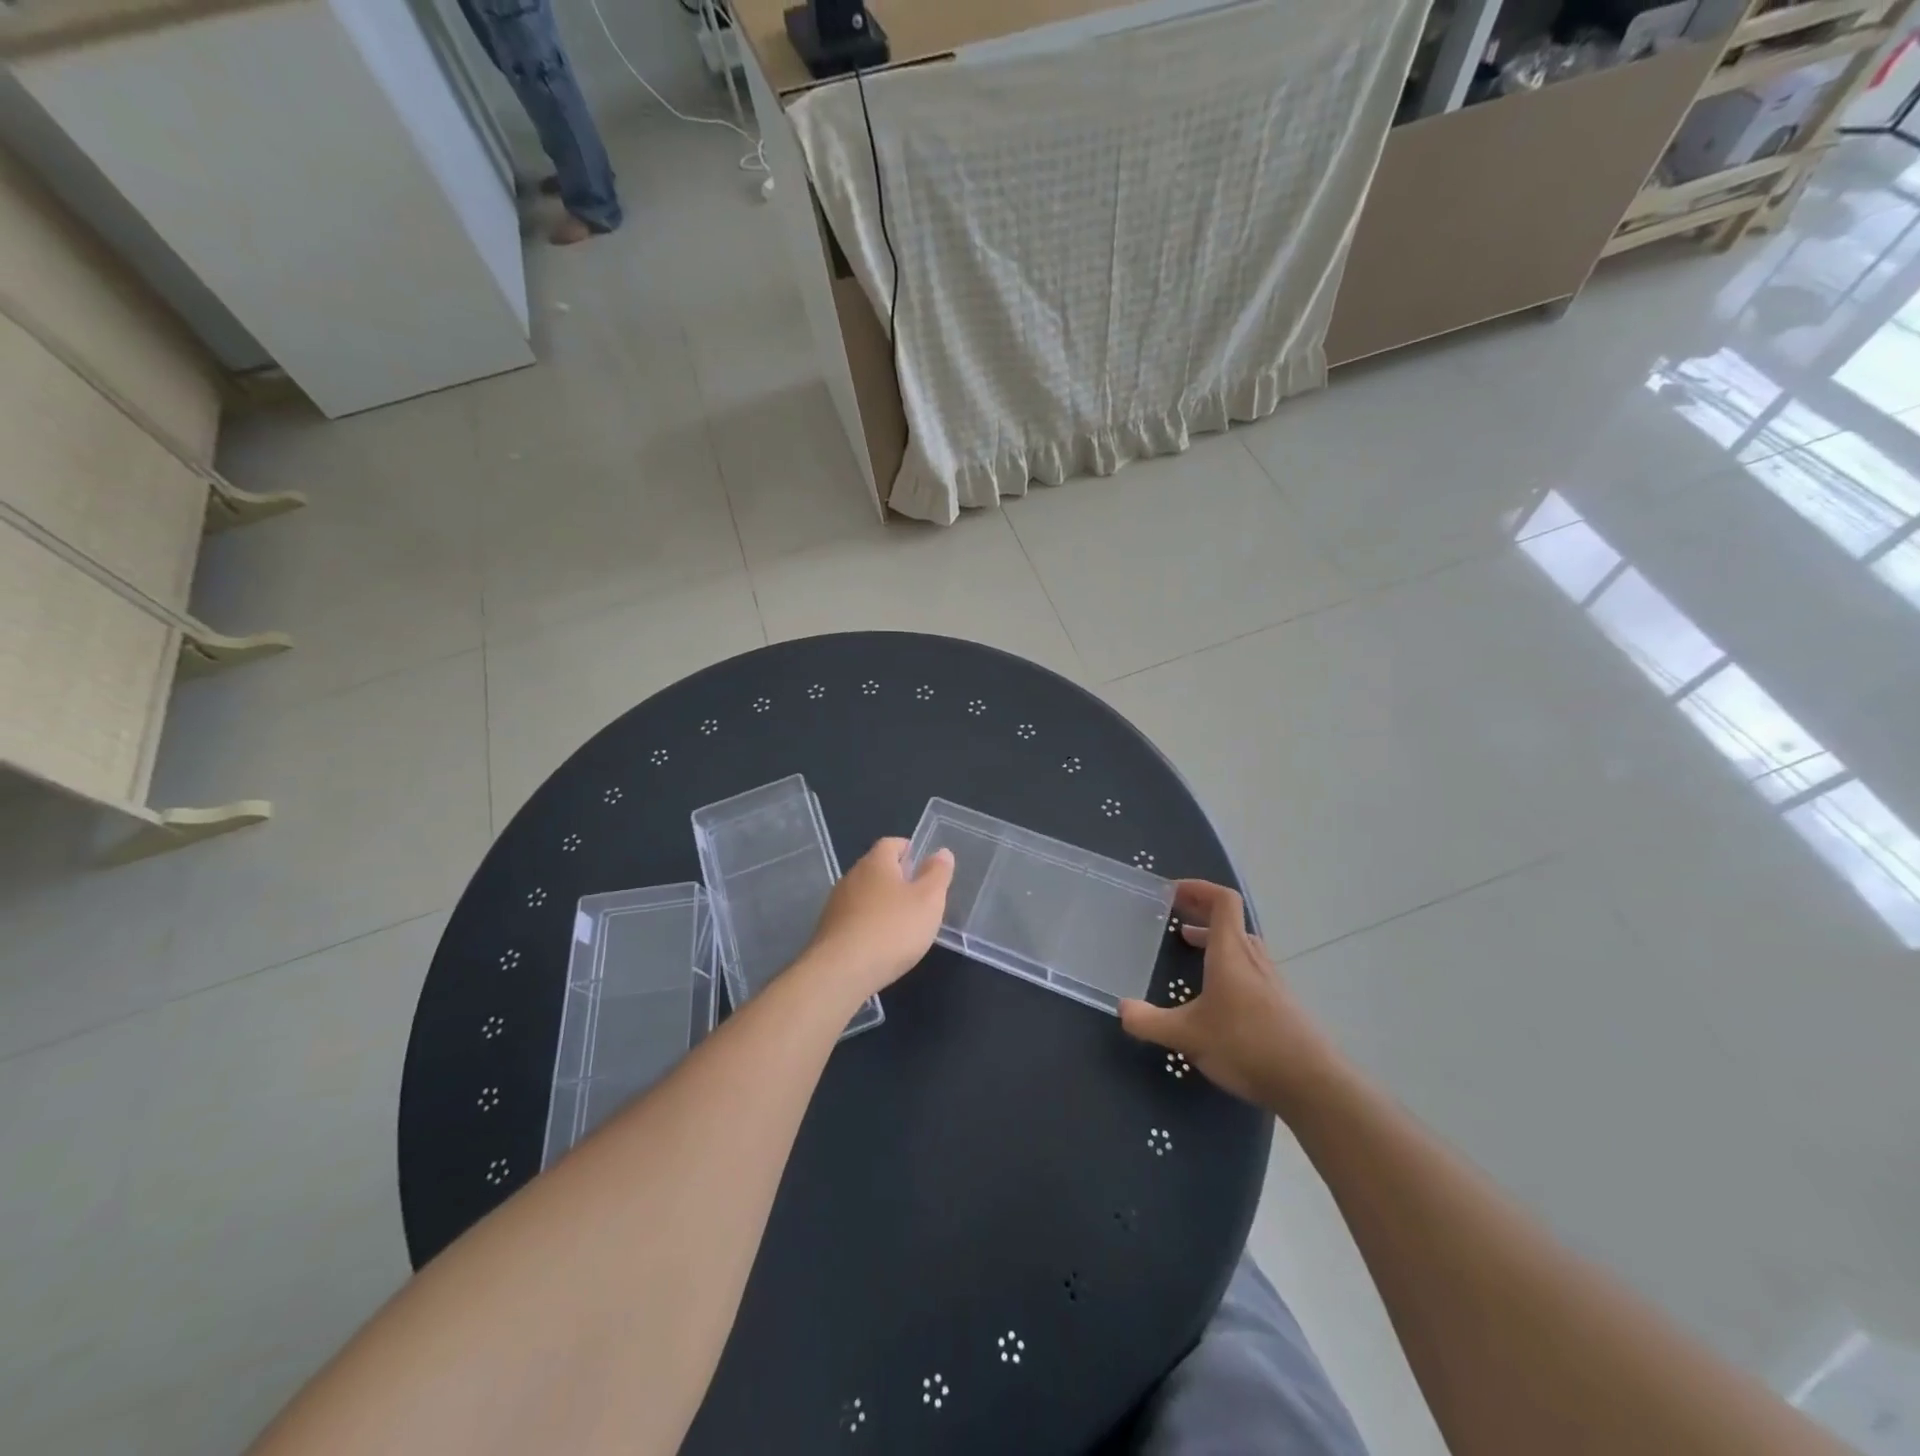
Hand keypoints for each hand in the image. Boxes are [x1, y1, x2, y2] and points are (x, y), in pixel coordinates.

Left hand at [803, 838, 954, 1001]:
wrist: (841, 971)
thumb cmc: (892, 929)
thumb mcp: (928, 900)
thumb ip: (937, 873)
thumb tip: (942, 852)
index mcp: (876, 863)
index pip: (891, 843)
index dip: (909, 850)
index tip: (924, 866)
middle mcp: (852, 876)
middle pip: (876, 868)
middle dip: (897, 878)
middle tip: (919, 896)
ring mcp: (836, 904)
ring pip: (864, 894)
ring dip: (882, 903)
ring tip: (902, 923)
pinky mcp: (828, 930)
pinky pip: (854, 918)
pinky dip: (869, 924)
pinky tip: (880, 944)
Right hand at [1118, 881, 1338, 1115]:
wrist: (1312, 1084)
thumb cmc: (1246, 1045)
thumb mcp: (1188, 1036)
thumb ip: (1150, 1022)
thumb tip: (1121, 1009)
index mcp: (1231, 952)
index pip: (1223, 901)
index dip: (1199, 888)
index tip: (1173, 892)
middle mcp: (1253, 959)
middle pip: (1231, 920)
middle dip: (1201, 911)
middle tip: (1174, 913)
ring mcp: (1271, 981)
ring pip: (1241, 945)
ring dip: (1214, 937)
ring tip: (1189, 945)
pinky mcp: (1281, 1004)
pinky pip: (1250, 968)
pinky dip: (1228, 963)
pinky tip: (1216, 992)